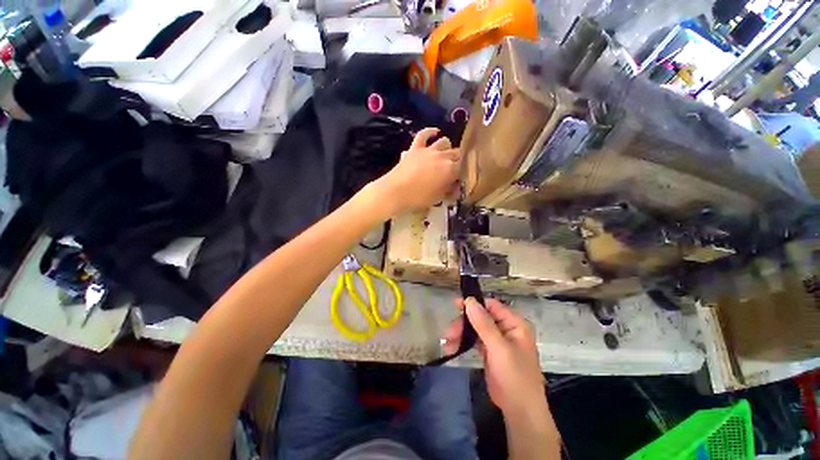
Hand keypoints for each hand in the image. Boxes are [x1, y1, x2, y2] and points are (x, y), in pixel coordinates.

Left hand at [371, 128, 461, 214]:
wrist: (396, 191)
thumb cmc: (418, 198)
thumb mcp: (437, 198)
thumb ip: (448, 191)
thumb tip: (455, 189)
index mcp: (450, 170)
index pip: (463, 169)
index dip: (462, 174)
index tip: (458, 181)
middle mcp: (442, 156)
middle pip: (456, 154)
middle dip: (458, 161)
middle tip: (453, 170)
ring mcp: (428, 150)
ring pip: (444, 142)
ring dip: (447, 148)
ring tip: (446, 155)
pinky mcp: (415, 148)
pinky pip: (424, 134)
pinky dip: (430, 132)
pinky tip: (435, 132)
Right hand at [443, 298, 546, 416]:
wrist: (520, 411)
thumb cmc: (514, 376)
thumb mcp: (499, 348)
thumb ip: (484, 324)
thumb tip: (469, 301)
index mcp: (514, 324)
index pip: (492, 306)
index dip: (474, 304)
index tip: (456, 305)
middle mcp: (506, 328)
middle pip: (480, 317)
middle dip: (464, 323)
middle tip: (449, 332)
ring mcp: (497, 340)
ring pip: (475, 328)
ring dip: (461, 333)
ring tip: (447, 342)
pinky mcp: (490, 351)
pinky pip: (474, 340)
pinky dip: (463, 342)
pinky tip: (452, 347)